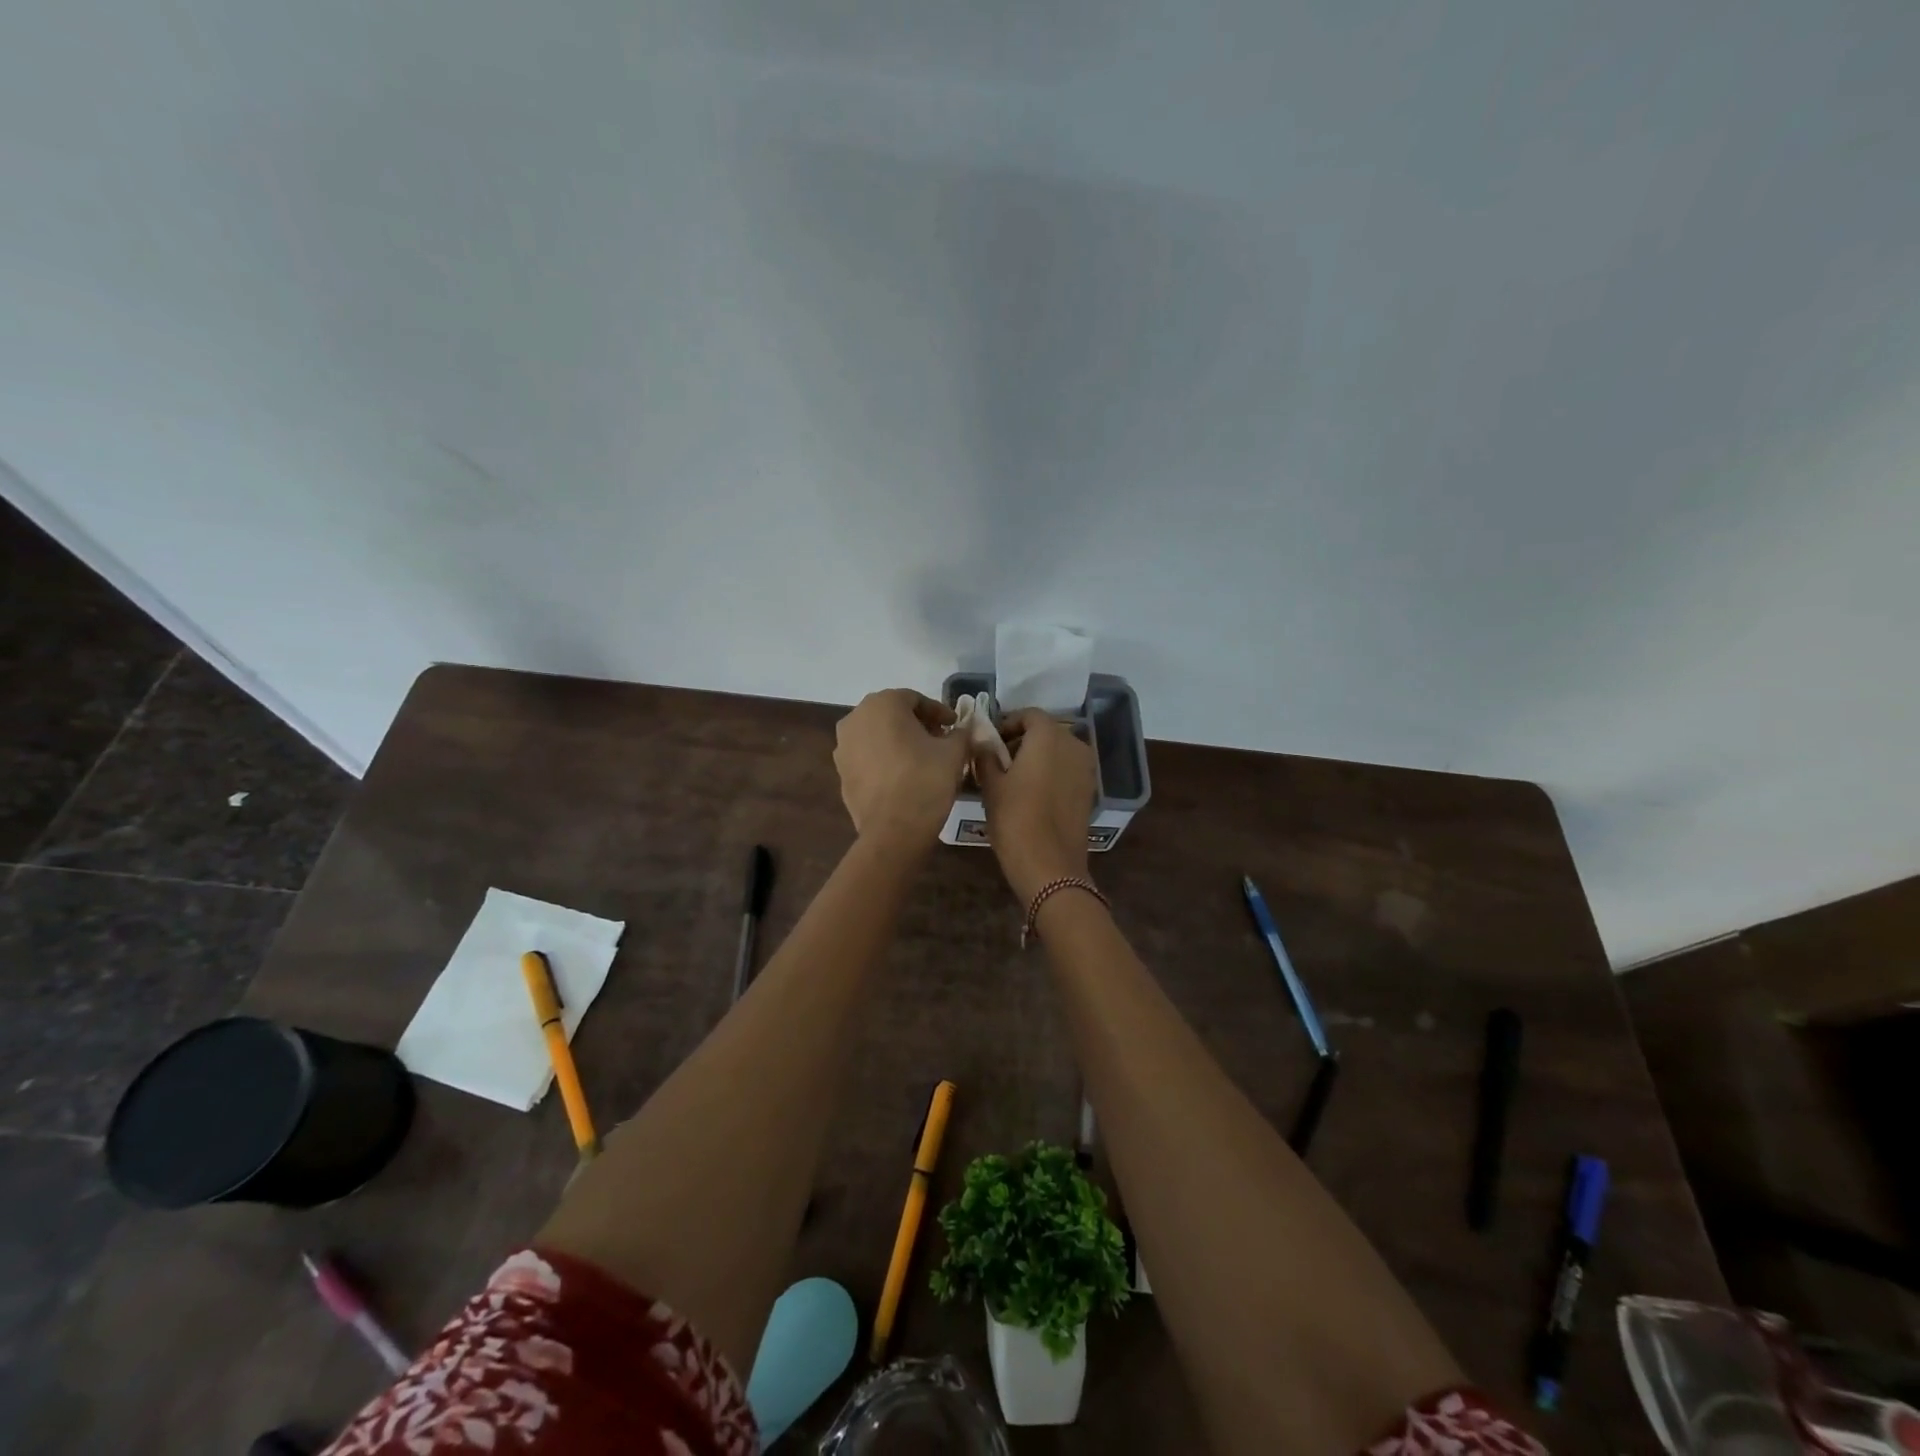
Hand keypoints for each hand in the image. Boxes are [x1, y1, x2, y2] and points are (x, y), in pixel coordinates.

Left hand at [833, 690, 971, 845]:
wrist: (893, 830)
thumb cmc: (925, 780)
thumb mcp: (954, 752)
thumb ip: (961, 733)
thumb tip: (963, 730)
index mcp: (882, 704)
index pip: (915, 699)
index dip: (939, 712)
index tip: (955, 726)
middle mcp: (856, 718)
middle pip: (893, 714)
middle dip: (918, 724)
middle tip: (941, 739)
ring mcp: (843, 747)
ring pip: (877, 735)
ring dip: (900, 741)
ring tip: (923, 758)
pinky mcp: (841, 773)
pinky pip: (868, 757)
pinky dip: (885, 759)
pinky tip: (903, 776)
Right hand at [976, 709, 1096, 902]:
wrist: (1050, 866)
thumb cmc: (1015, 819)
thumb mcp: (991, 785)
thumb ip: (986, 755)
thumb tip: (981, 739)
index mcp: (1049, 737)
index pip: (1029, 715)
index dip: (1008, 723)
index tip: (990, 742)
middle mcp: (1073, 745)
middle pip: (1046, 731)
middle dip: (1022, 740)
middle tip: (998, 760)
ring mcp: (1085, 769)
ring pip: (1058, 751)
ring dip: (1037, 756)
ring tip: (1014, 779)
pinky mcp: (1089, 790)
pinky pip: (1067, 770)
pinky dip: (1051, 773)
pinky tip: (1033, 794)